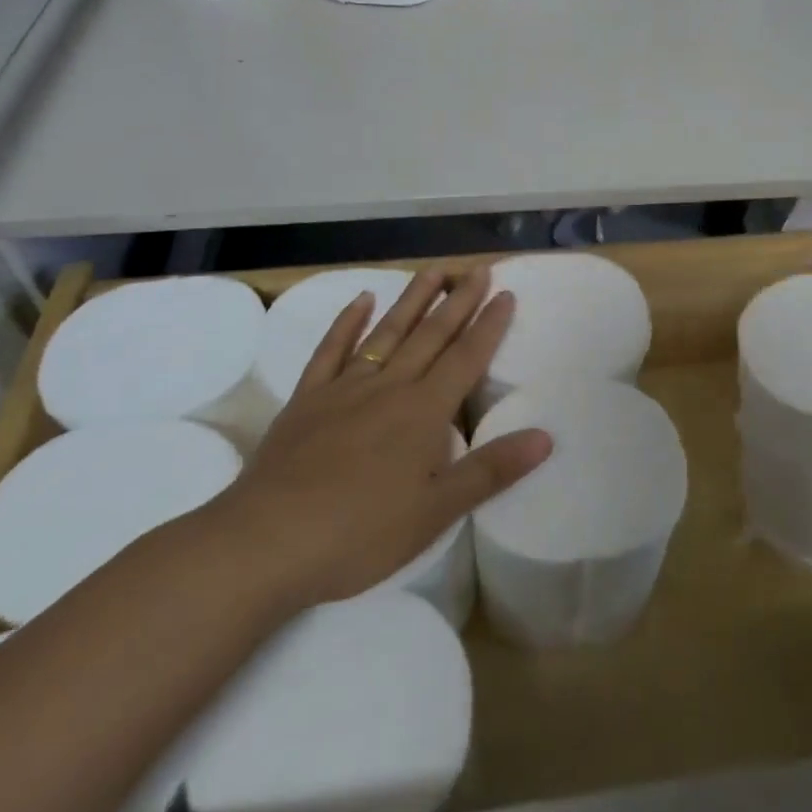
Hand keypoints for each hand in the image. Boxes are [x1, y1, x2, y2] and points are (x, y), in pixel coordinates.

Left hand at [208, 265, 551, 610]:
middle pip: (431, 335)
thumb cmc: (360, 533)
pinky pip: (332, 350)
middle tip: (478, 270)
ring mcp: (345, 388)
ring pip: (387, 332)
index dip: (489, 325)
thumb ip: (490, 470)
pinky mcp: (307, 398)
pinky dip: (347, 322)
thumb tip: (545, 436)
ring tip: (434, 271)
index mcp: (423, 412)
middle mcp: (389, 387)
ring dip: (412, 300)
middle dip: (458, 301)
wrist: (267, 541)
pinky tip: (360, 300)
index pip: (466, 358)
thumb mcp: (436, 512)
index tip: (506, 293)